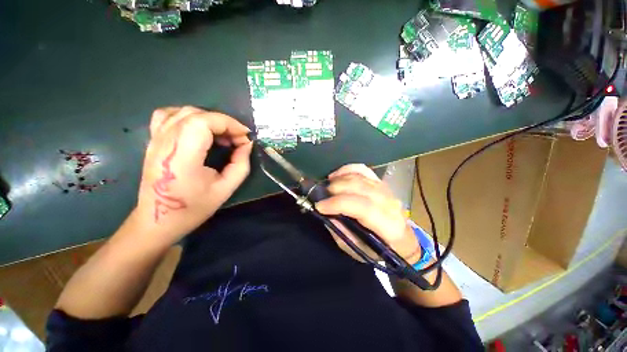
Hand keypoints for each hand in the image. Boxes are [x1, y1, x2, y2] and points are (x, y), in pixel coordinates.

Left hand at [132, 106, 252, 245]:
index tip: (245, 137)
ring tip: (220, 135)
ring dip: (208, 119)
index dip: (229, 124)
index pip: (204, 122)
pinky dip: (188, 117)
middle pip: (196, 114)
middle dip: (223, 122)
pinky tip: (198, 130)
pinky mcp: (153, 141)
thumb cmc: (193, 208)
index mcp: (182, 156)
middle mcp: (165, 142)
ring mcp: (155, 140)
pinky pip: (167, 116)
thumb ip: (240, 164)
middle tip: (237, 139)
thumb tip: (247, 144)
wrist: (158, 220)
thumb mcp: (225, 189)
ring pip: (183, 111)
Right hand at [315, 164, 420, 263]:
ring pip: (360, 176)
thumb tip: (326, 214)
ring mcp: (386, 189)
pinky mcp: (380, 182)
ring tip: (327, 187)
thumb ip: (342, 232)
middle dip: (336, 189)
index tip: (320, 206)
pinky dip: (347, 169)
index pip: (363, 208)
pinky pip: (363, 169)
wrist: (402, 239)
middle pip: (360, 188)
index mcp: (388, 226)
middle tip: (321, 195)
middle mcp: (390, 204)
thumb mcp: (358, 249)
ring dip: (339, 179)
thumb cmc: (379, 249)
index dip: (339, 204)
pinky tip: (336, 175)